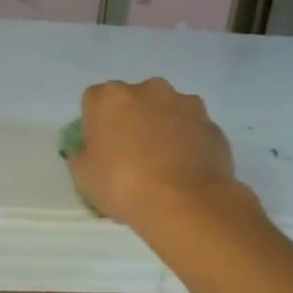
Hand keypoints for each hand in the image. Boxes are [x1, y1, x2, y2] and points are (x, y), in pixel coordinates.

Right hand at [66, 78, 244, 231]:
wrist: (185, 203)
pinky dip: (188, 141)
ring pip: (166, 110)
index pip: (94, 101)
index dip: (95, 125)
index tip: (100, 149)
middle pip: (133, 100)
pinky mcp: (211, 123)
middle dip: (131, 120)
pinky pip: (192, 128)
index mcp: (110, 97)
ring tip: (163, 162)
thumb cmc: (123, 186)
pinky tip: (185, 168)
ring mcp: (185, 103)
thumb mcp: (83, 177)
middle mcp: (148, 89)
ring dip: (162, 126)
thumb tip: (86, 150)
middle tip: (131, 154)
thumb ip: (80, 155)